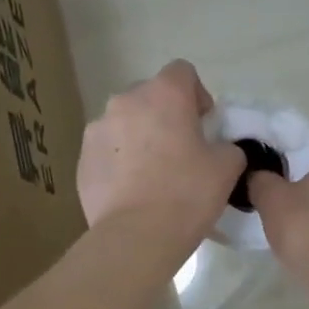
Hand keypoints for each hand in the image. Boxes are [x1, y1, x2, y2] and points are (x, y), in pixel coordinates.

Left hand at [78, 61, 244, 247]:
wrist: (135, 236)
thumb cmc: (186, 194)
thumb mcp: (227, 167)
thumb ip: (227, 146)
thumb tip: (219, 148)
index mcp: (163, 94)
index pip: (182, 71)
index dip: (197, 94)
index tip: (203, 124)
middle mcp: (124, 102)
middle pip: (149, 96)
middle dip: (164, 115)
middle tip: (179, 150)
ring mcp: (96, 130)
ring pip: (124, 123)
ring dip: (139, 138)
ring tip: (152, 174)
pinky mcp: (81, 160)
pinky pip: (106, 151)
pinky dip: (119, 162)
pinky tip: (131, 192)